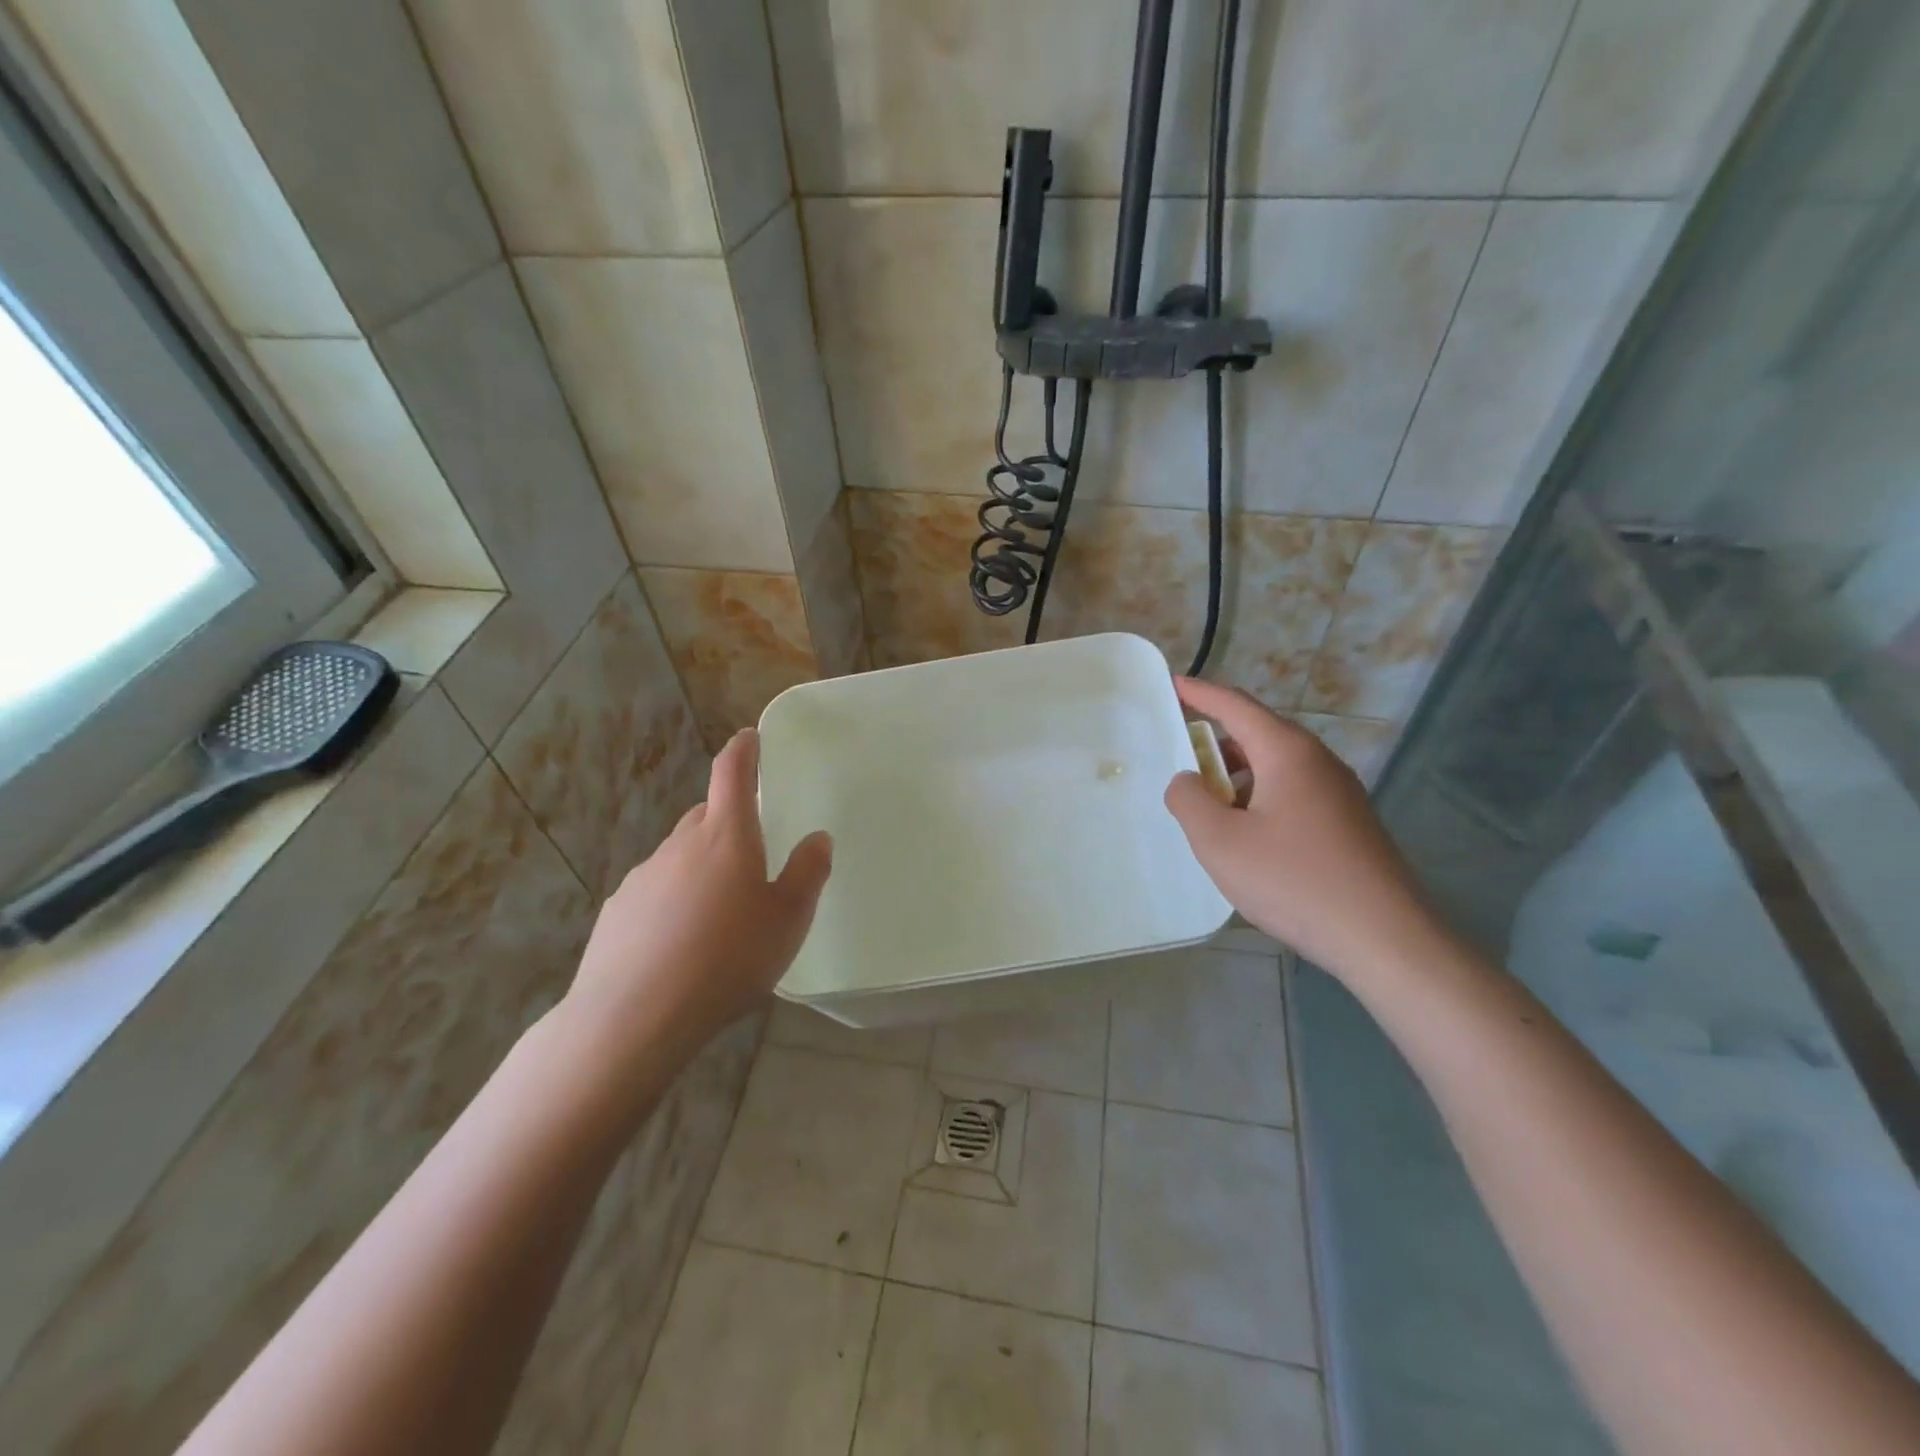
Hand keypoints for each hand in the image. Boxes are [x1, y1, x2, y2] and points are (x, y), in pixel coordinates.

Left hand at [559, 729, 832, 1085]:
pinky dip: (673, 902)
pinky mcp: (617, 912)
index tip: (749, 737)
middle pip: (705, 817)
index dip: (743, 750)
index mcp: (726, 836)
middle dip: (727, 822)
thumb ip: (807, 873)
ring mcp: (643, 877)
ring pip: (680, 857)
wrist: (635, 1017)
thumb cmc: (728, 959)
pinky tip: (681, 944)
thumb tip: (818, 837)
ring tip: (719, 914)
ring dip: (700, 868)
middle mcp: (680, 845)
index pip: (732, 774)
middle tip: (750, 854)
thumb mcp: (788, 920)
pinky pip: (655, 893)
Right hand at [1164, 677, 1446, 983]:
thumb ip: (1189, 801)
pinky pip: (1293, 794)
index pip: (1236, 706)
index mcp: (1287, 753)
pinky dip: (1260, 799)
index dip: (1200, 693)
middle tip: (1181, 757)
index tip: (1173, 684)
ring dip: (1237, 776)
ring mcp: (1339, 793)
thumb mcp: (1220, 842)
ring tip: (1209, 807)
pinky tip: (1248, 838)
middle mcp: (1318, 762)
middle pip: (1258, 734)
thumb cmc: (1294, 881)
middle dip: (1215, 741)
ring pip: (1276, 767)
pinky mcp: (1349, 823)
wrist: (1385, 938)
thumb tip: (1186, 781)